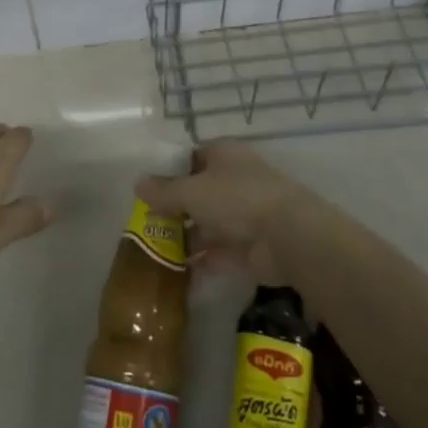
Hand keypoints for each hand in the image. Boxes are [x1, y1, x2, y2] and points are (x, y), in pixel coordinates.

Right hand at [134, 140, 313, 280]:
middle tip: (146, 222)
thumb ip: (164, 190)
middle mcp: (236, 181)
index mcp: (225, 155)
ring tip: (154, 251)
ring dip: (186, 237)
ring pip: (208, 224)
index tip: (148, 188)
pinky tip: (175, 272)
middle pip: (199, 192)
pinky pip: (219, 253)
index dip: (171, 170)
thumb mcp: (191, 191)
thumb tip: (138, 184)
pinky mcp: (251, 248)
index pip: (193, 156)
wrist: (289, 238)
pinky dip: (200, 261)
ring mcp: (245, 215)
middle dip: (176, 208)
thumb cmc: (236, 199)